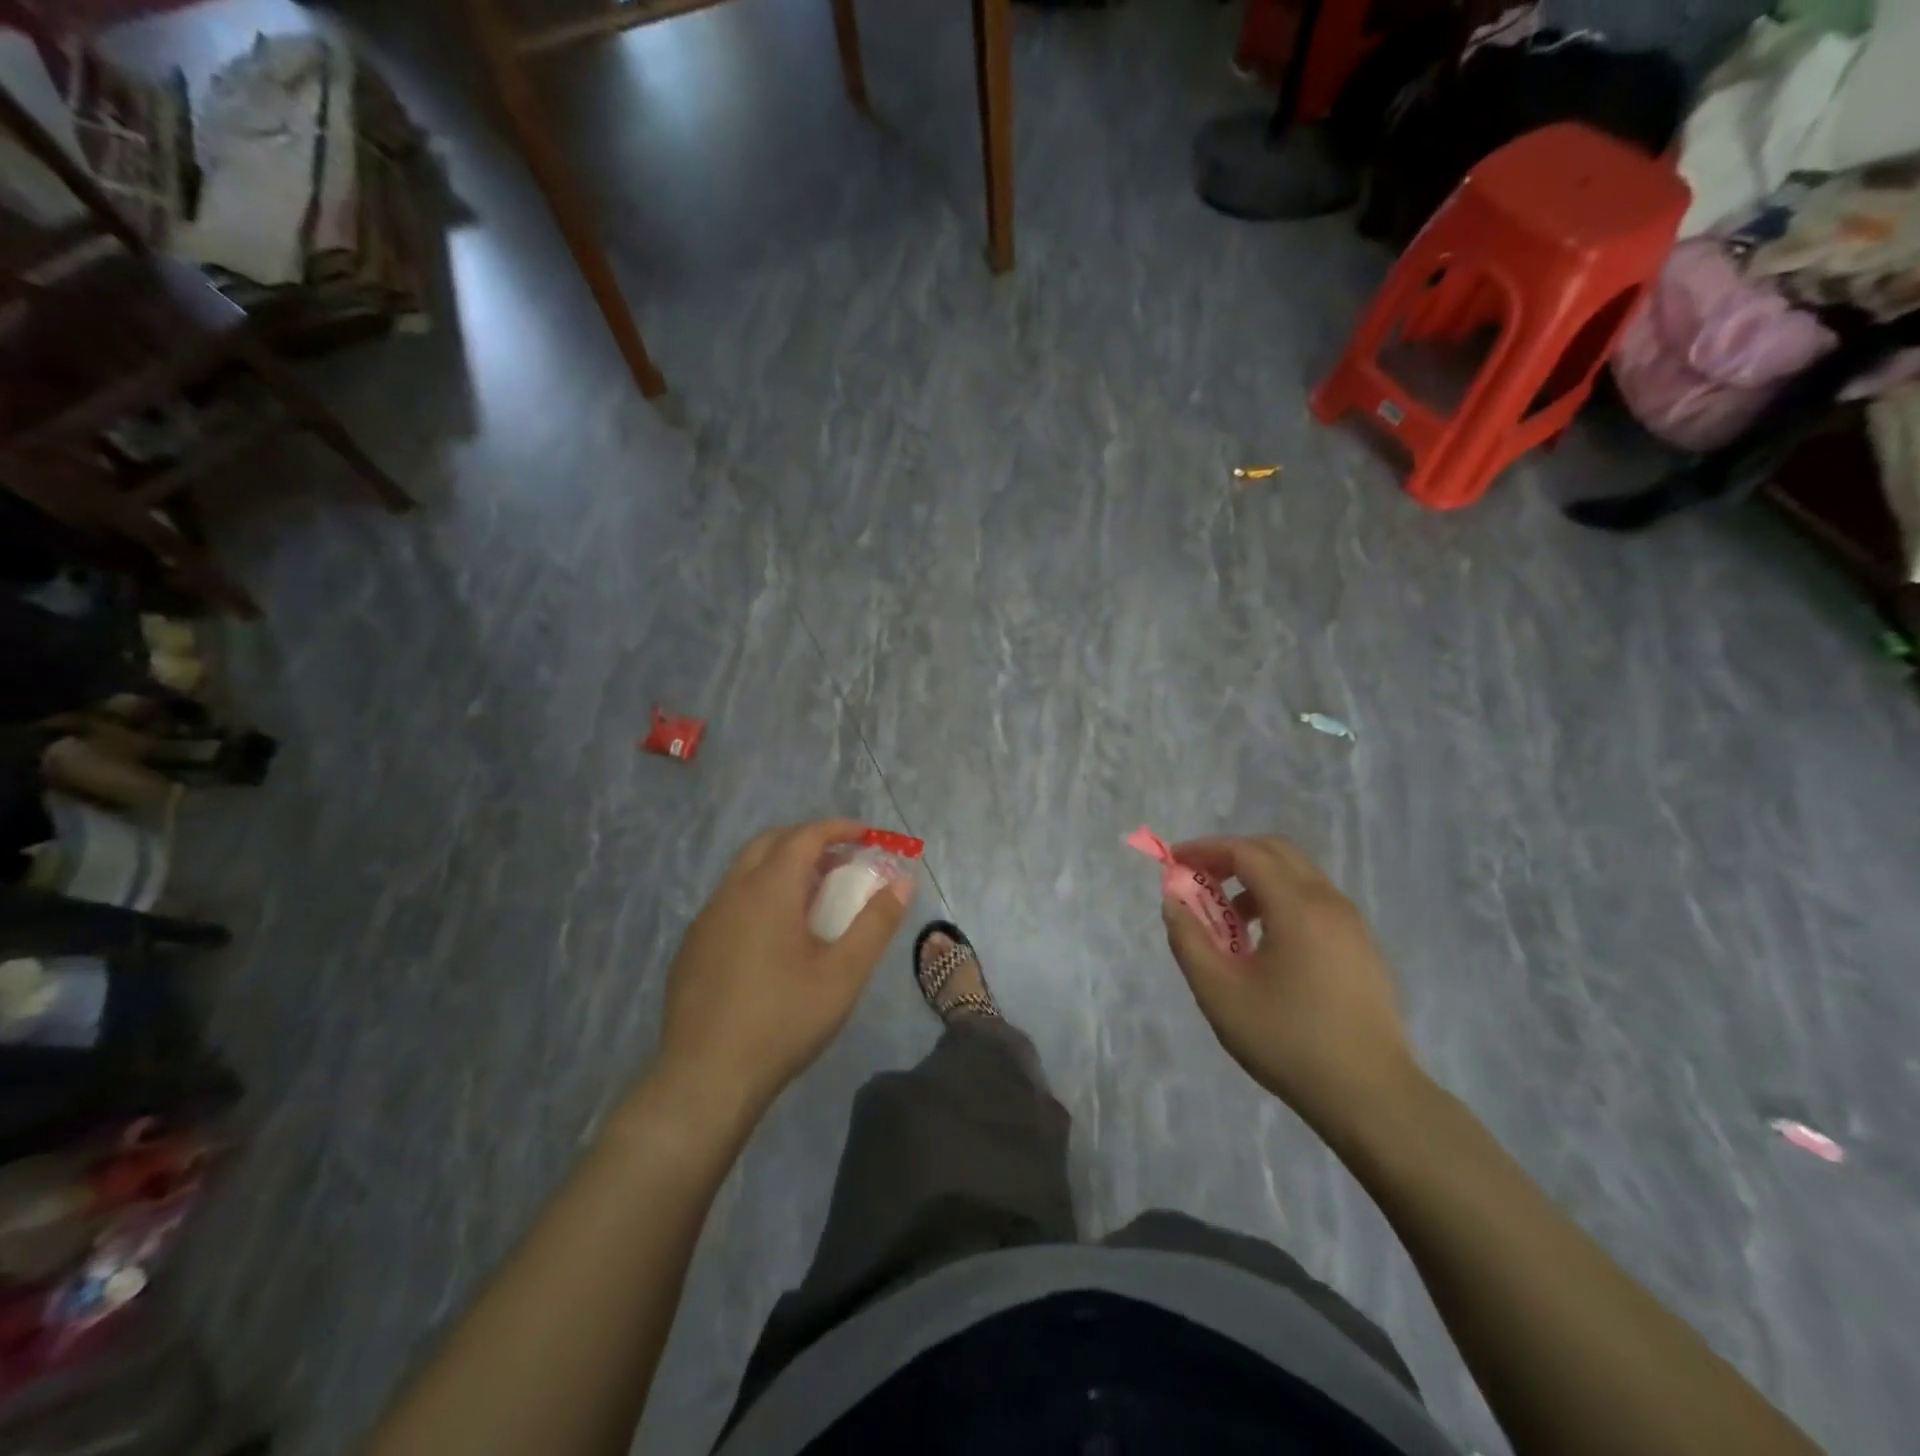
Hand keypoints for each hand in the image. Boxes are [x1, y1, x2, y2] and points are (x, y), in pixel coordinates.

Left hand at [653, 820, 914, 1123]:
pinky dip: (758, 894)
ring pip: (745, 871)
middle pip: (770, 843)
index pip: (805, 836)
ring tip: (813, 895)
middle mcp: (731, 893)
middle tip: (841, 859)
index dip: (839, 829)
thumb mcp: (843, 974)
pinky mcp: (692, 947)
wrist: (706, 1080)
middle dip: (808, 840)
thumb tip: (903, 881)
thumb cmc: (783, 1021)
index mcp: (768, 890)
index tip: (868, 836)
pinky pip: (730, 901)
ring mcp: (705, 919)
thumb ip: (876, 923)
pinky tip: (774, 936)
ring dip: (781, 867)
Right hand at [1160, 835, 1418, 1128]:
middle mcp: (1329, 902)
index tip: (1174, 863)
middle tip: (1200, 881)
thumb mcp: (1219, 993)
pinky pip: (1316, 902)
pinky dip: (1282, 901)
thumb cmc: (1287, 1040)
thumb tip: (1174, 901)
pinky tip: (1266, 946)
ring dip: (1257, 881)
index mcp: (1297, 906)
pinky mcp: (1362, 948)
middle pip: (1276, 852)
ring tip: (1229, 921)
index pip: (1246, 852)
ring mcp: (1352, 925)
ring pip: (1298, 876)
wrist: (1371, 1096)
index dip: (1205, 850)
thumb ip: (1189, 939)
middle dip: (1231, 856)